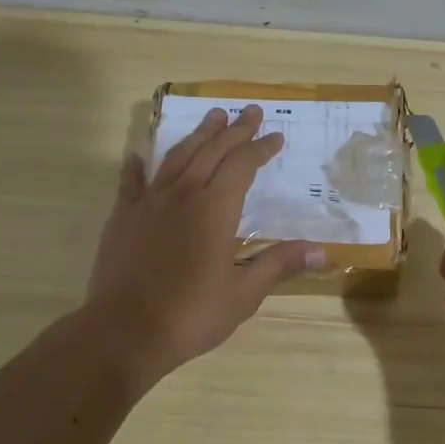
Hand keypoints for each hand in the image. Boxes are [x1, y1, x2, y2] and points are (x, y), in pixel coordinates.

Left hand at [86, 105, 325, 383]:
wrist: (124, 332)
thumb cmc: (190, 315)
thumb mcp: (243, 294)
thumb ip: (278, 265)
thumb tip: (322, 252)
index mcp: (216, 209)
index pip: (243, 165)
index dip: (260, 148)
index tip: (276, 136)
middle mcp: (183, 194)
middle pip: (212, 151)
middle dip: (234, 130)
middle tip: (249, 110)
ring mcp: (149, 203)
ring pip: (177, 157)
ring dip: (197, 135)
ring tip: (212, 117)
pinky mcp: (122, 217)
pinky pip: (132, 182)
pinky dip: (138, 166)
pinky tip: (138, 155)